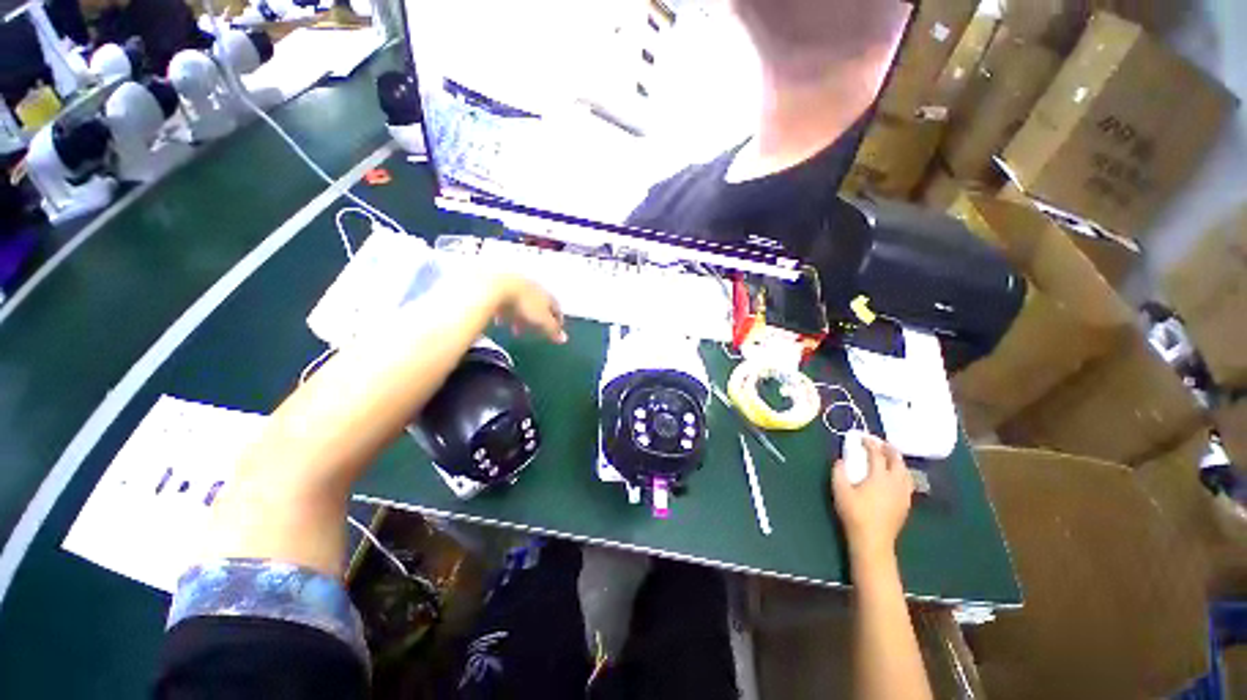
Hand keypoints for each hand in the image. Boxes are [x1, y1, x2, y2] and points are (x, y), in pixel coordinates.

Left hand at [491, 274, 567, 343]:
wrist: (498, 287)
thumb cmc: (525, 304)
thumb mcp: (542, 320)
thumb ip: (553, 330)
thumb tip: (564, 339)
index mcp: (547, 294)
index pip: (557, 308)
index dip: (557, 321)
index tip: (555, 331)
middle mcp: (535, 288)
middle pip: (539, 307)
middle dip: (537, 322)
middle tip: (533, 334)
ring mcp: (518, 286)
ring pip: (522, 305)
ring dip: (520, 319)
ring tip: (515, 331)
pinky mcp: (502, 287)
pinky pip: (506, 303)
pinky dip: (506, 314)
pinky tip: (501, 322)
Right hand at [831, 436, 913, 564]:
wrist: (873, 540)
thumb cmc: (855, 513)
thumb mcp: (840, 490)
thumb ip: (839, 472)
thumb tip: (841, 460)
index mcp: (879, 476)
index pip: (877, 454)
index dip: (870, 443)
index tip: (863, 437)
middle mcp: (895, 482)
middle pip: (897, 461)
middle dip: (889, 449)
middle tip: (880, 443)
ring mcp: (903, 494)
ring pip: (905, 471)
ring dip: (898, 461)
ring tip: (889, 457)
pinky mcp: (906, 504)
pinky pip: (907, 482)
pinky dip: (902, 473)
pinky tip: (896, 477)